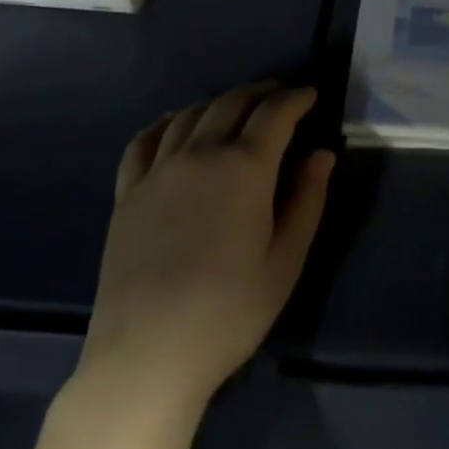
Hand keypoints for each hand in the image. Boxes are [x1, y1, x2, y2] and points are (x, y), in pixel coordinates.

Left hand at [72, 83, 335, 418]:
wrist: (147, 356)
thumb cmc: (229, 311)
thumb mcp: (286, 260)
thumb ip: (308, 199)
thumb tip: (321, 153)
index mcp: (244, 167)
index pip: (275, 113)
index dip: (296, 98)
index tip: (311, 95)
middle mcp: (200, 154)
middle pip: (232, 103)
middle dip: (261, 92)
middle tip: (279, 95)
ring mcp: (158, 171)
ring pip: (191, 114)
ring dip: (219, 102)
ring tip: (235, 107)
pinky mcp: (127, 194)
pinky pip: (144, 141)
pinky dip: (165, 123)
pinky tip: (174, 124)